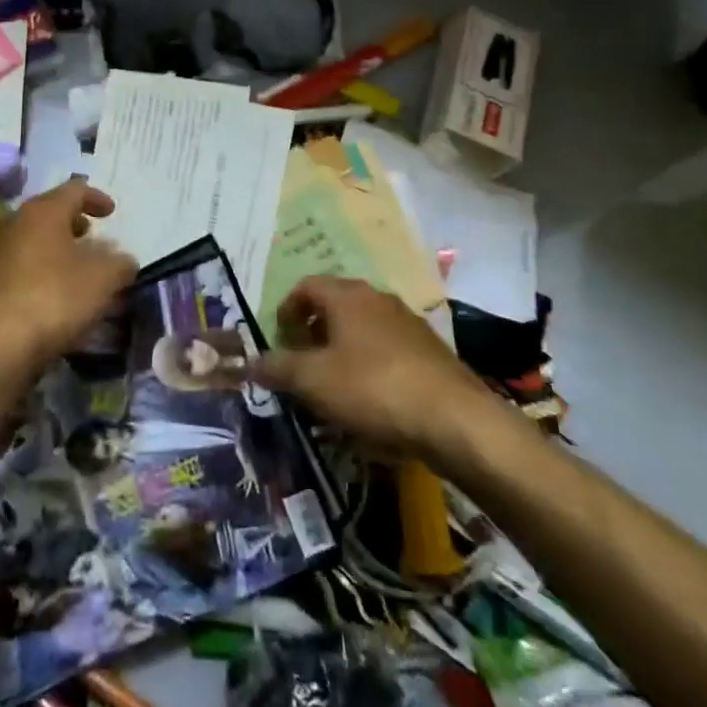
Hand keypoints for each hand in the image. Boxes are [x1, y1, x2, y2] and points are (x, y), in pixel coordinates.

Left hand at [0, 178, 138, 382]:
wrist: (0, 344)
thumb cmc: (57, 297)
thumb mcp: (105, 278)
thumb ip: (121, 263)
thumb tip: (124, 261)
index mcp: (44, 211)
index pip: (75, 190)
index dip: (97, 198)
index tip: (112, 213)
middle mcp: (16, 222)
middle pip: (51, 212)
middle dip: (75, 223)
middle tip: (93, 237)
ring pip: (35, 239)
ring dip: (59, 249)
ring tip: (79, 268)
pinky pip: (24, 265)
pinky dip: (44, 269)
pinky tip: (58, 293)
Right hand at [252, 277, 481, 456]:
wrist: (456, 420)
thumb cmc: (373, 388)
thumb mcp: (314, 381)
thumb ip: (279, 368)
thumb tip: (250, 362)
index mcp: (347, 295)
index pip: (306, 286)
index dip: (286, 310)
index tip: (279, 341)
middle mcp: (378, 299)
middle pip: (335, 305)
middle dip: (313, 332)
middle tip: (302, 364)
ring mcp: (408, 324)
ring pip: (362, 329)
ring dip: (342, 351)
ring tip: (333, 387)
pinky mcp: (430, 352)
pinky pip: (387, 351)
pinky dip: (370, 368)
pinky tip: (370, 403)